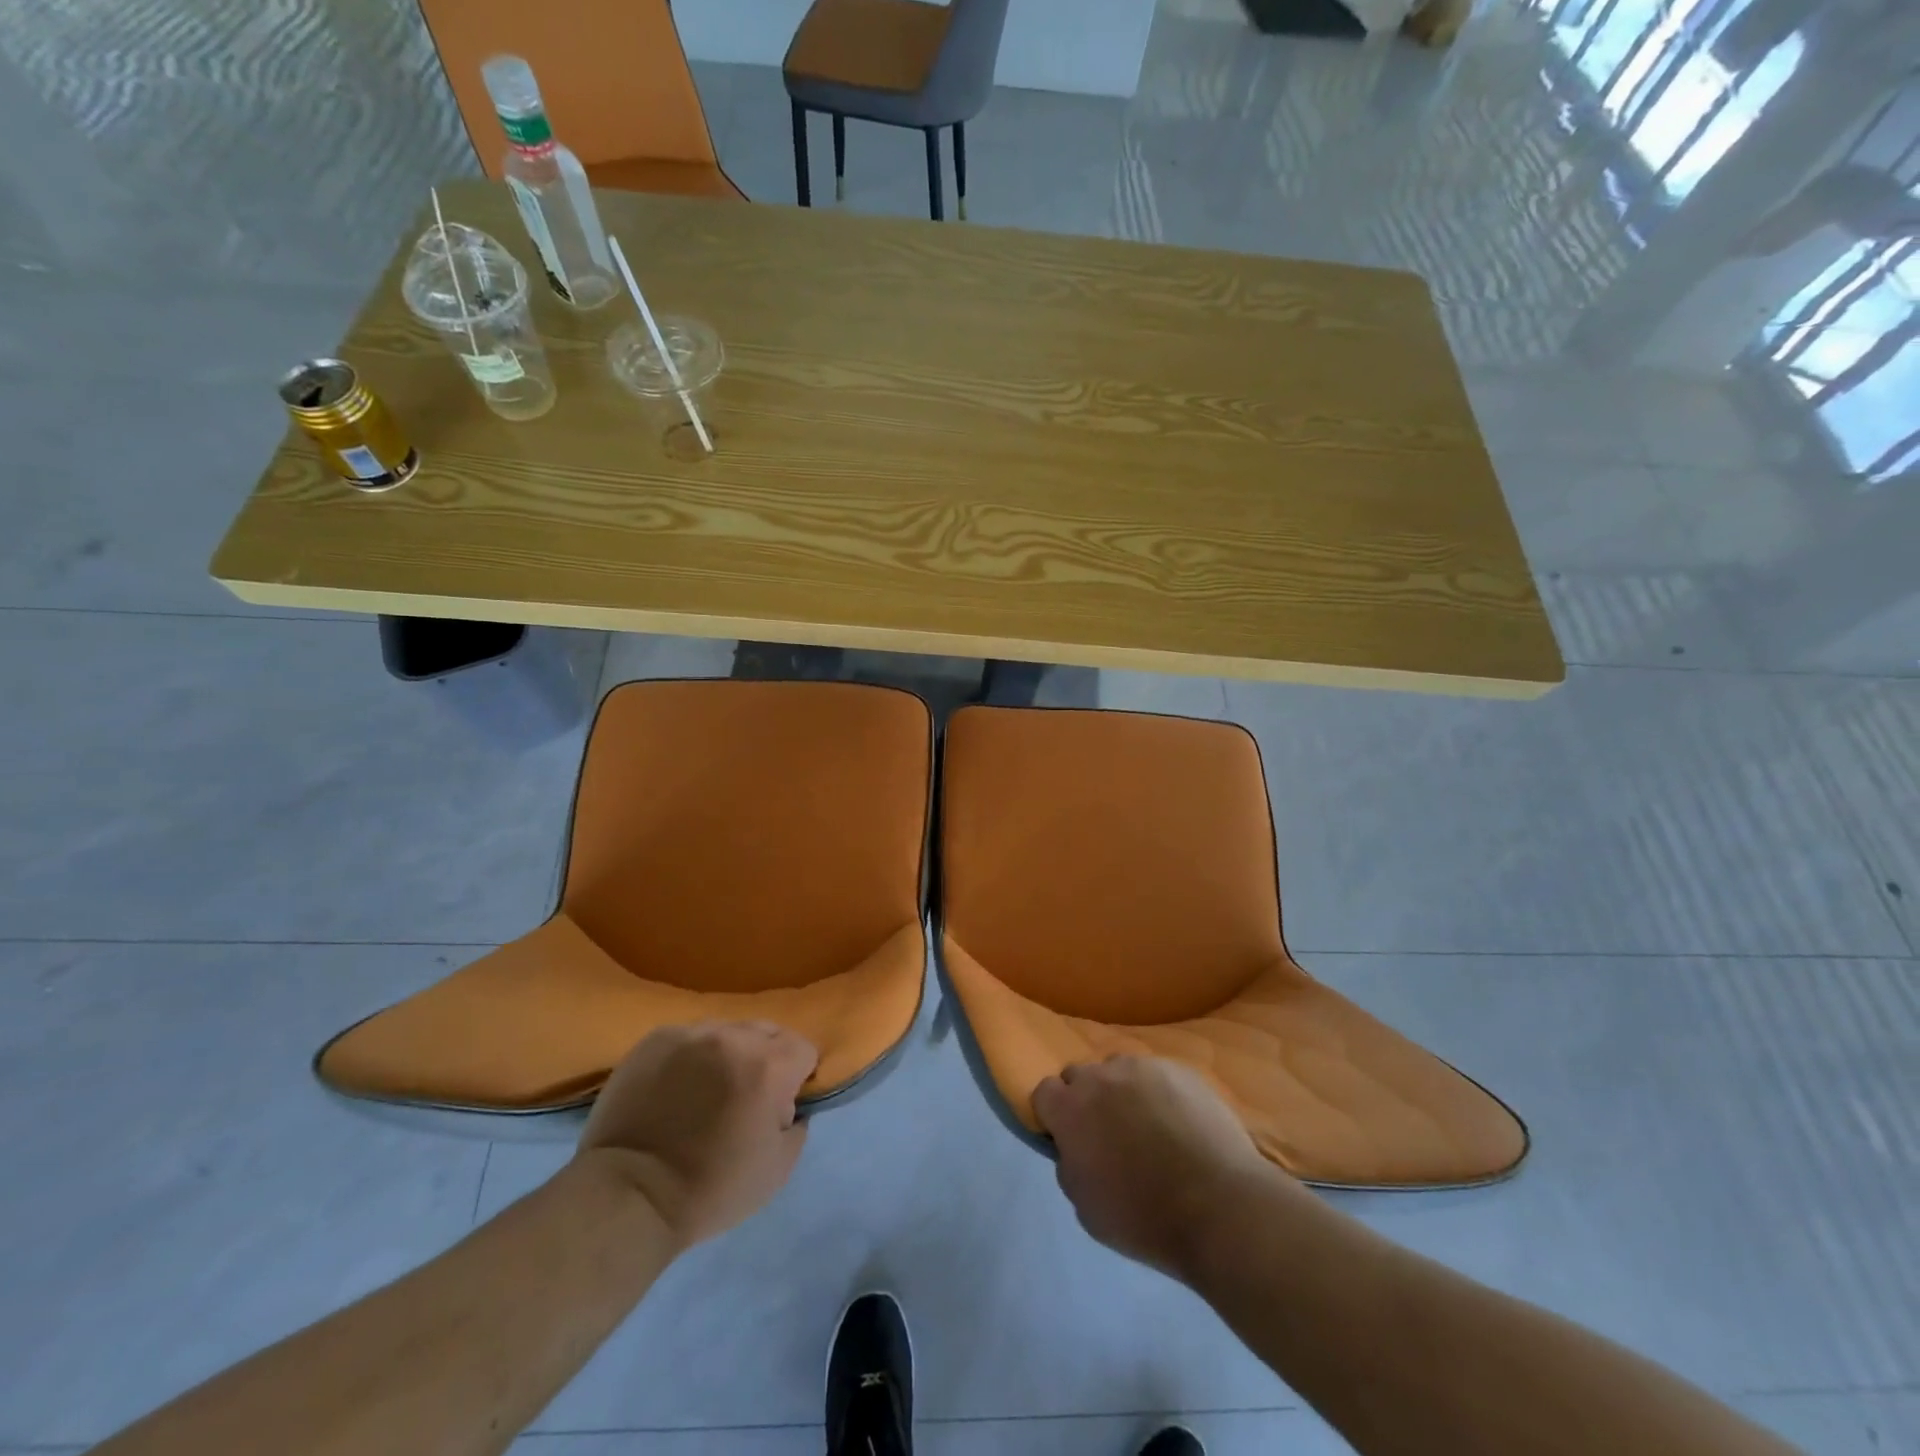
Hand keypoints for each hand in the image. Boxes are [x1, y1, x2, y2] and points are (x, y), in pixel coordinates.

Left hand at [577, 1021, 817, 1249]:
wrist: (629, 1196)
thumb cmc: (711, 1188)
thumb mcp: (777, 1170)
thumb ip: (797, 1126)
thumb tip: (789, 1106)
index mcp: (769, 1066)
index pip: (803, 1048)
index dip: (797, 1078)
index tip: (779, 1104)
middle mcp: (734, 1038)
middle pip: (767, 1032)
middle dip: (765, 1060)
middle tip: (744, 1097)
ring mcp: (692, 1034)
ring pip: (727, 1031)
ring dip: (727, 1054)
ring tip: (706, 1090)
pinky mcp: (656, 1039)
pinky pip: (689, 1037)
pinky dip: (691, 1056)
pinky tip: (675, 1087)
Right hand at [1033, 1055, 1292, 1281]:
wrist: (1219, 1207)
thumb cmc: (1145, 1218)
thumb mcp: (1087, 1208)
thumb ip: (1071, 1165)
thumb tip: (1075, 1148)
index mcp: (1070, 1109)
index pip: (1044, 1092)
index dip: (1054, 1115)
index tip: (1070, 1139)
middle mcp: (1101, 1076)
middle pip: (1080, 1075)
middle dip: (1087, 1099)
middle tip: (1109, 1134)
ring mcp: (1143, 1067)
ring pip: (1120, 1070)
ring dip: (1124, 1092)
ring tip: (1150, 1127)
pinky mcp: (1180, 1069)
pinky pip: (1157, 1075)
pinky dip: (1161, 1094)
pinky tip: (1181, 1125)